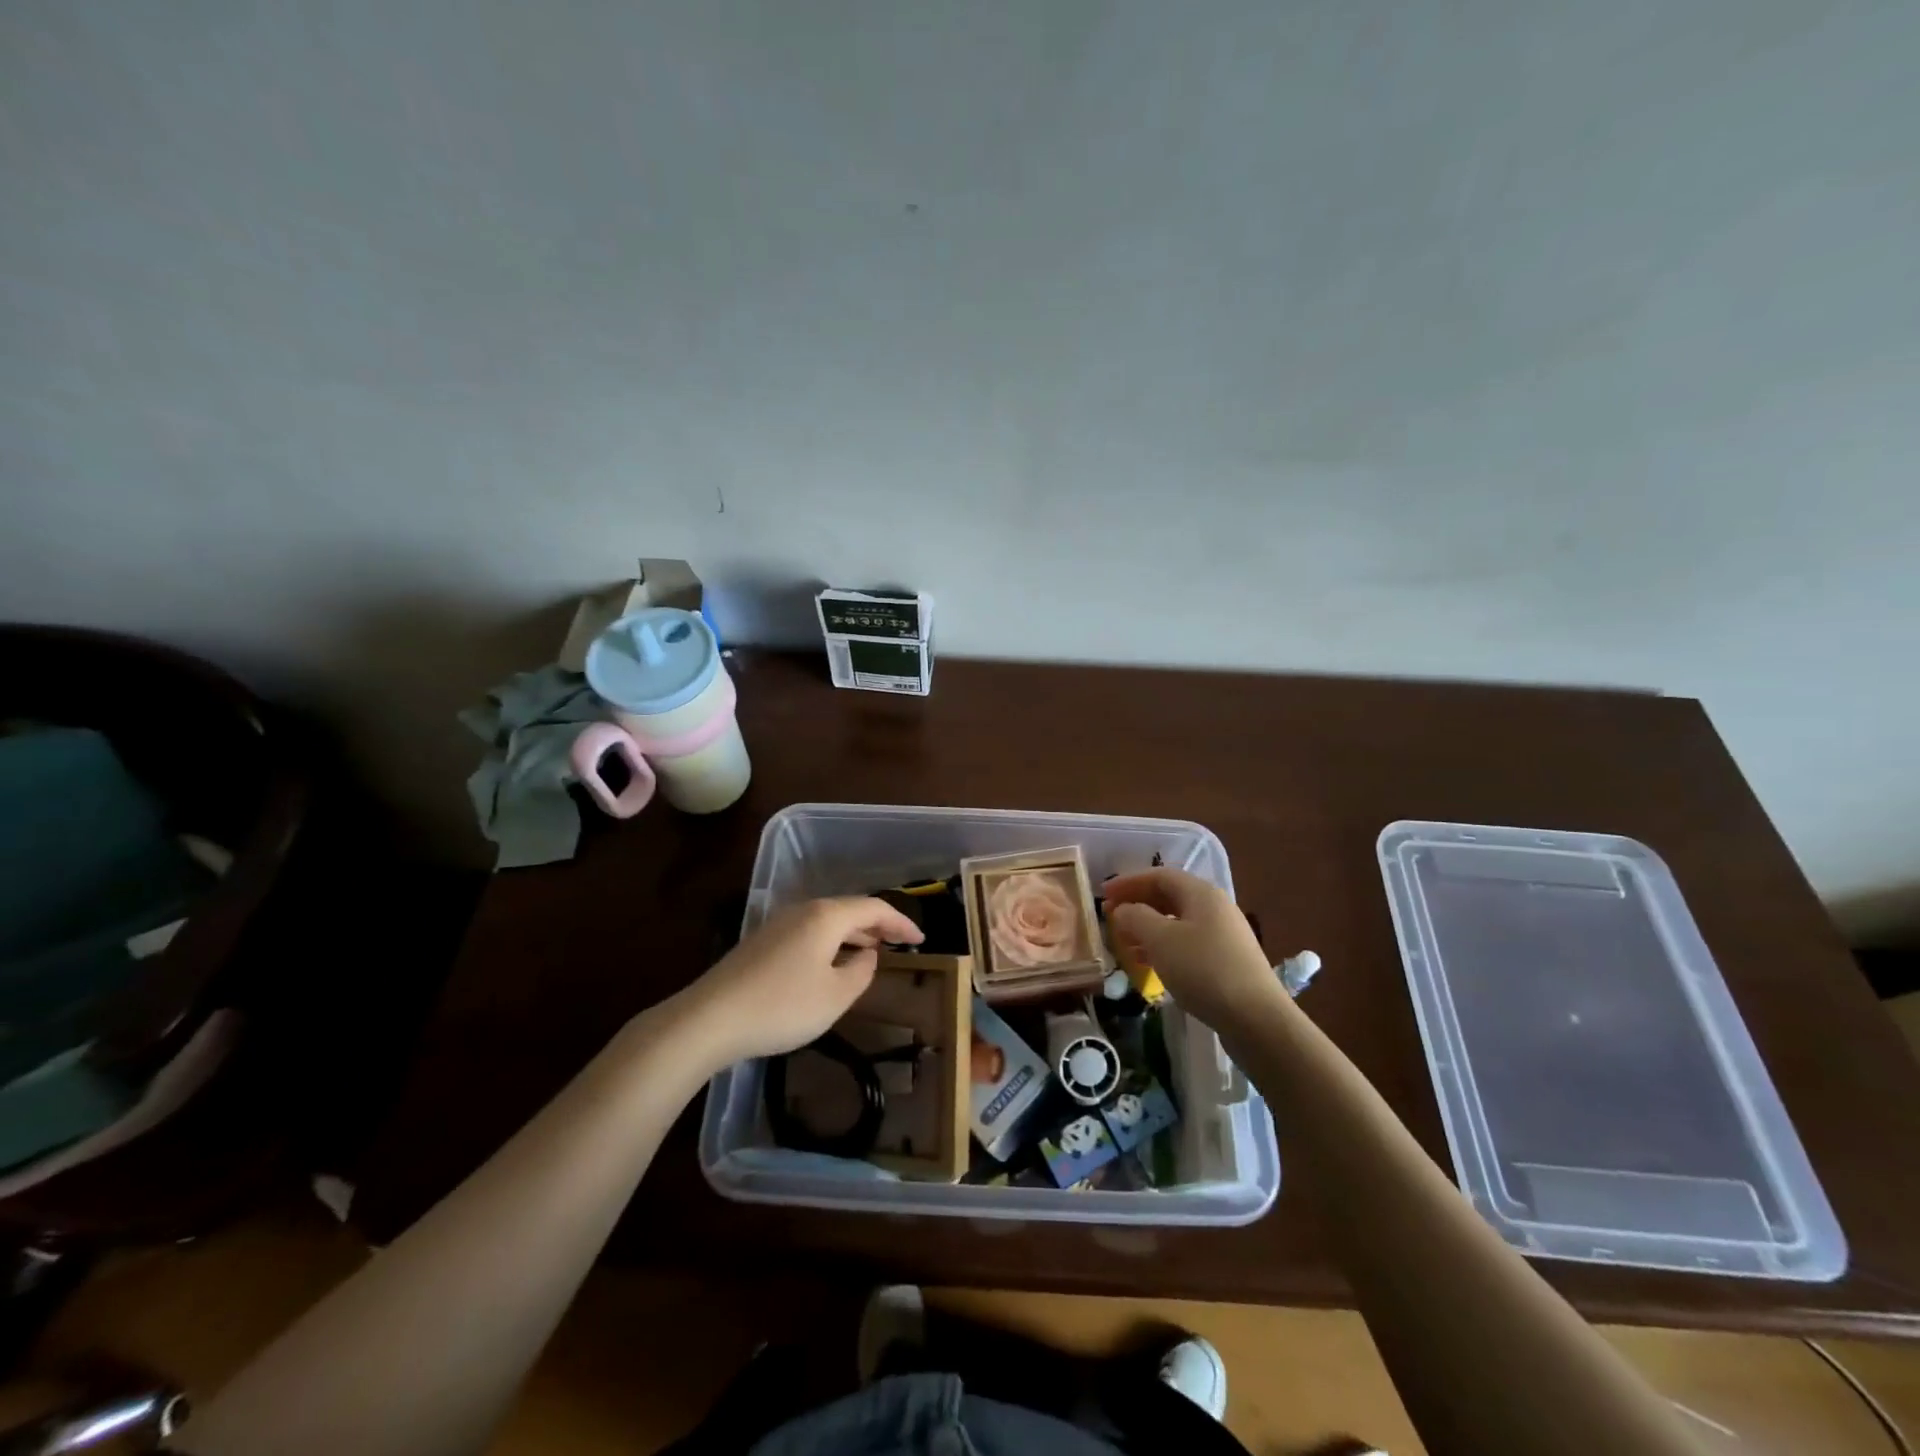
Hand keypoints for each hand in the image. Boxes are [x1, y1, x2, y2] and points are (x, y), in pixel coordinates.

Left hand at [678, 897, 923, 1064]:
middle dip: (878, 925)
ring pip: (828, 921)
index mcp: (827, 916)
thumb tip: (866, 956)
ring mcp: (779, 924)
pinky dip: (832, 942)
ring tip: (872, 952)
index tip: (922, 940)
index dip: (901, 922)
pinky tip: (832, 964)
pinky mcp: (762, 942)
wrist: (710, 1019)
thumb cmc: (782, 1006)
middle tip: (901, 943)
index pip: (874, 908)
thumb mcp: (835, 996)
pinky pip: (810, 932)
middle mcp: (804, 910)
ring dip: (854, 934)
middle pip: (850, 909)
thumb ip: (861, 972)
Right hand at [1102, 869, 1280, 1031]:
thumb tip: (1123, 910)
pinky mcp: (1226, 961)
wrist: (1256, 1019)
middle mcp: (1215, 907)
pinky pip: (1187, 944)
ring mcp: (1224, 935)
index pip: (1158, 875)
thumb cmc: (1203, 970)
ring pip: (1177, 922)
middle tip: (1110, 918)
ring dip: (1147, 929)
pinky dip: (1163, 948)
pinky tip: (1149, 965)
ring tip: (1124, 944)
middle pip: (1169, 897)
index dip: (1128, 882)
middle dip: (1137, 905)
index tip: (1102, 895)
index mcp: (1201, 893)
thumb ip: (1135, 917)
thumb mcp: (1160, 939)